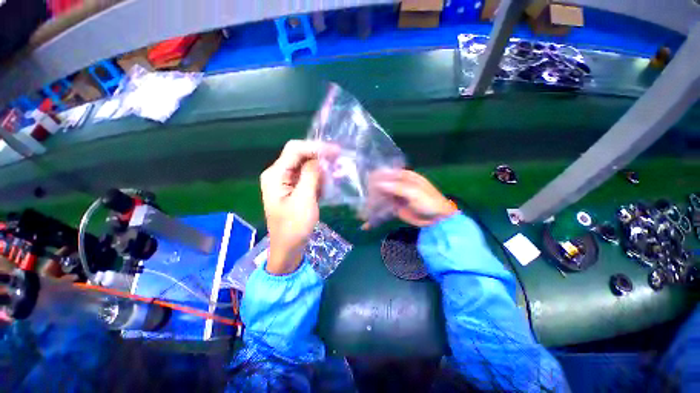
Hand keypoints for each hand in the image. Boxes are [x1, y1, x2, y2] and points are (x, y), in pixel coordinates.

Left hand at [260, 140, 334, 274]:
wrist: (288, 248)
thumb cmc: (294, 227)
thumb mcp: (304, 199)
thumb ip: (311, 175)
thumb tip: (320, 159)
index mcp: (275, 175)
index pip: (295, 150)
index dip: (315, 147)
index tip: (335, 152)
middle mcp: (278, 174)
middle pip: (300, 156)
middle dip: (320, 158)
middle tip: (339, 161)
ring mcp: (286, 182)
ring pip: (306, 167)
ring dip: (321, 169)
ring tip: (337, 174)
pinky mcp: (294, 190)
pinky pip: (307, 178)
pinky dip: (319, 179)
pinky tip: (329, 184)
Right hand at [365, 170, 456, 227]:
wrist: (438, 219)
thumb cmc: (429, 202)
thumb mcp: (415, 192)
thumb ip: (397, 187)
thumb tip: (379, 184)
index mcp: (404, 177)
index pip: (386, 174)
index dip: (375, 178)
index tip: (365, 185)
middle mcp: (398, 185)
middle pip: (381, 186)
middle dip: (371, 193)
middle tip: (363, 201)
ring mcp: (396, 197)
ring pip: (380, 197)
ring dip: (371, 204)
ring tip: (361, 212)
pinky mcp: (395, 207)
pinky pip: (383, 209)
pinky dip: (376, 214)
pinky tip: (367, 223)